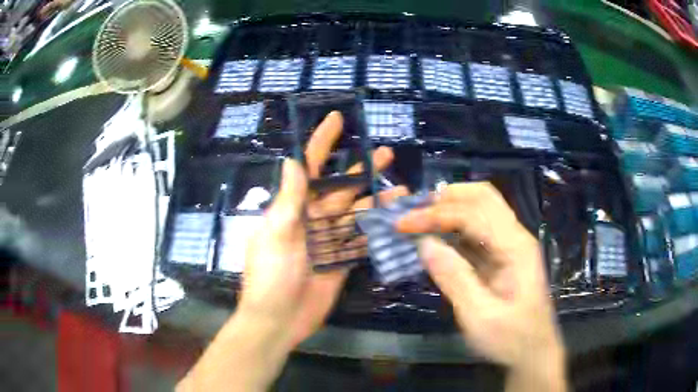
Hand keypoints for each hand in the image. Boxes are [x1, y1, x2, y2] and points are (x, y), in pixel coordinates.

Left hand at [179, 112, 405, 390]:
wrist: (278, 320)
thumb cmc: (270, 276)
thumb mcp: (276, 234)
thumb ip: (288, 199)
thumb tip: (292, 160)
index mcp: (292, 209)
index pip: (310, 168)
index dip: (322, 143)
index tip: (336, 119)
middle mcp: (312, 220)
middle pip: (341, 188)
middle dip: (362, 170)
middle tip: (385, 152)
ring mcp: (328, 241)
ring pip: (356, 214)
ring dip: (377, 200)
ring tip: (401, 187)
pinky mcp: (341, 261)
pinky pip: (361, 241)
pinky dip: (377, 231)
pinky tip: (395, 220)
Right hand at [397, 183, 565, 390]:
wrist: (533, 352)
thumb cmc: (511, 339)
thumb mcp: (480, 317)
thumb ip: (455, 278)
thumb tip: (425, 244)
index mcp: (515, 247)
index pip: (473, 214)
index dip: (436, 214)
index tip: (403, 224)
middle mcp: (515, 237)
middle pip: (483, 197)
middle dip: (446, 198)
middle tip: (415, 212)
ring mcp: (511, 245)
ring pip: (482, 208)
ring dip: (451, 208)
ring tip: (420, 219)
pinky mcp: (504, 256)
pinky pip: (479, 230)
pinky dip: (455, 227)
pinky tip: (438, 238)